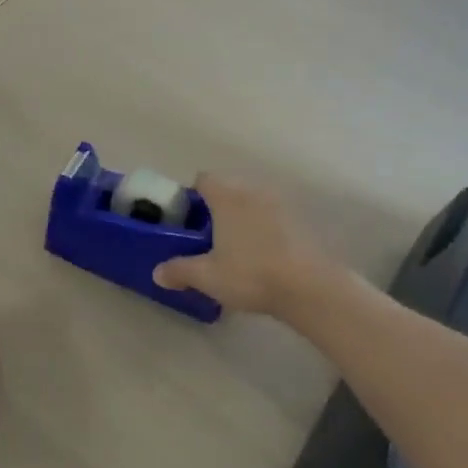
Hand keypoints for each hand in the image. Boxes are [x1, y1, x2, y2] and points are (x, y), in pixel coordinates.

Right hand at [153, 175, 323, 315]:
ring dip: (243, 218)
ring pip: (253, 203)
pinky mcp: (302, 222)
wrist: (311, 287)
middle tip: (209, 237)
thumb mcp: (207, 277)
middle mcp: (253, 192)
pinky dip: (265, 230)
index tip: (188, 219)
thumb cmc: (250, 274)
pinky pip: (274, 218)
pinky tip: (263, 256)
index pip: (203, 179)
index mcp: (227, 197)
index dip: (192, 195)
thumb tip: (157, 273)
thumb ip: (179, 270)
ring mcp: (282, 205)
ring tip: (236, 248)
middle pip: (229, 189)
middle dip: (217, 207)